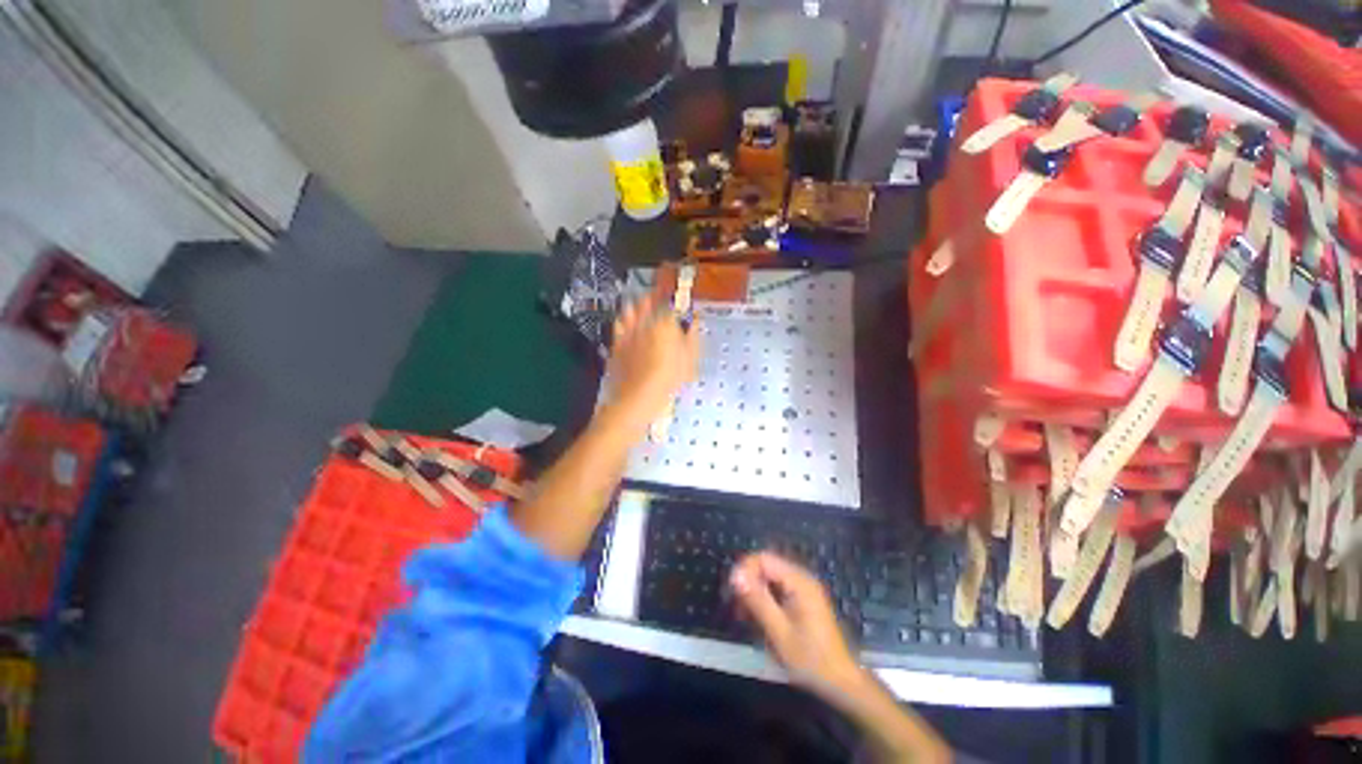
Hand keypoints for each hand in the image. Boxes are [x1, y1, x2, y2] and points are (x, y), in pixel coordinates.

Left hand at [605, 294, 701, 424]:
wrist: (638, 397)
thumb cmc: (668, 379)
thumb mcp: (689, 360)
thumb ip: (692, 337)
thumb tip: (695, 321)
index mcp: (665, 324)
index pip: (670, 305)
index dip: (674, 303)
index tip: (677, 303)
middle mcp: (644, 323)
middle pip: (647, 302)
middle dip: (653, 298)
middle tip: (657, 297)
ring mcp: (628, 332)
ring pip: (631, 309)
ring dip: (637, 305)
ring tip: (640, 305)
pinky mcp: (616, 343)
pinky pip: (618, 324)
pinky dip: (623, 320)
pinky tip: (625, 322)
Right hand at [729, 552, 862, 697]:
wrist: (841, 682)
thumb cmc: (810, 659)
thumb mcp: (779, 632)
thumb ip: (758, 600)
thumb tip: (735, 575)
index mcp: (799, 581)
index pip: (764, 559)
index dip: (744, 570)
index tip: (731, 592)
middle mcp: (802, 578)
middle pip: (766, 566)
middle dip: (748, 582)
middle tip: (736, 606)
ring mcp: (804, 589)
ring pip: (770, 578)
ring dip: (755, 592)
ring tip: (744, 616)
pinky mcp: (803, 600)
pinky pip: (778, 589)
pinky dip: (765, 599)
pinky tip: (758, 618)